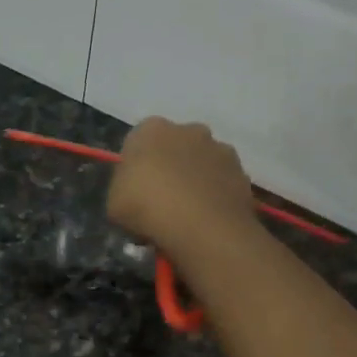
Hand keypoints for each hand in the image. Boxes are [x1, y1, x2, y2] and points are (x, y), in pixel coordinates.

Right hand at [106, 117, 257, 256]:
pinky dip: (216, 196)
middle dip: (170, 167)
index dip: (136, 166)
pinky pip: (222, 183)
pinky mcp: (242, 172)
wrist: (200, 226)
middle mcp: (189, 129)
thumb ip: (124, 187)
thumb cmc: (146, 208)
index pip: (139, 141)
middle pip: (175, 146)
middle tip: (161, 201)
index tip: (134, 191)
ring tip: (188, 214)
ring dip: (195, 180)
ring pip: (202, 163)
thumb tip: (135, 190)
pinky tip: (207, 219)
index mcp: (151, 129)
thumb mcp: (113, 202)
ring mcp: (220, 149)